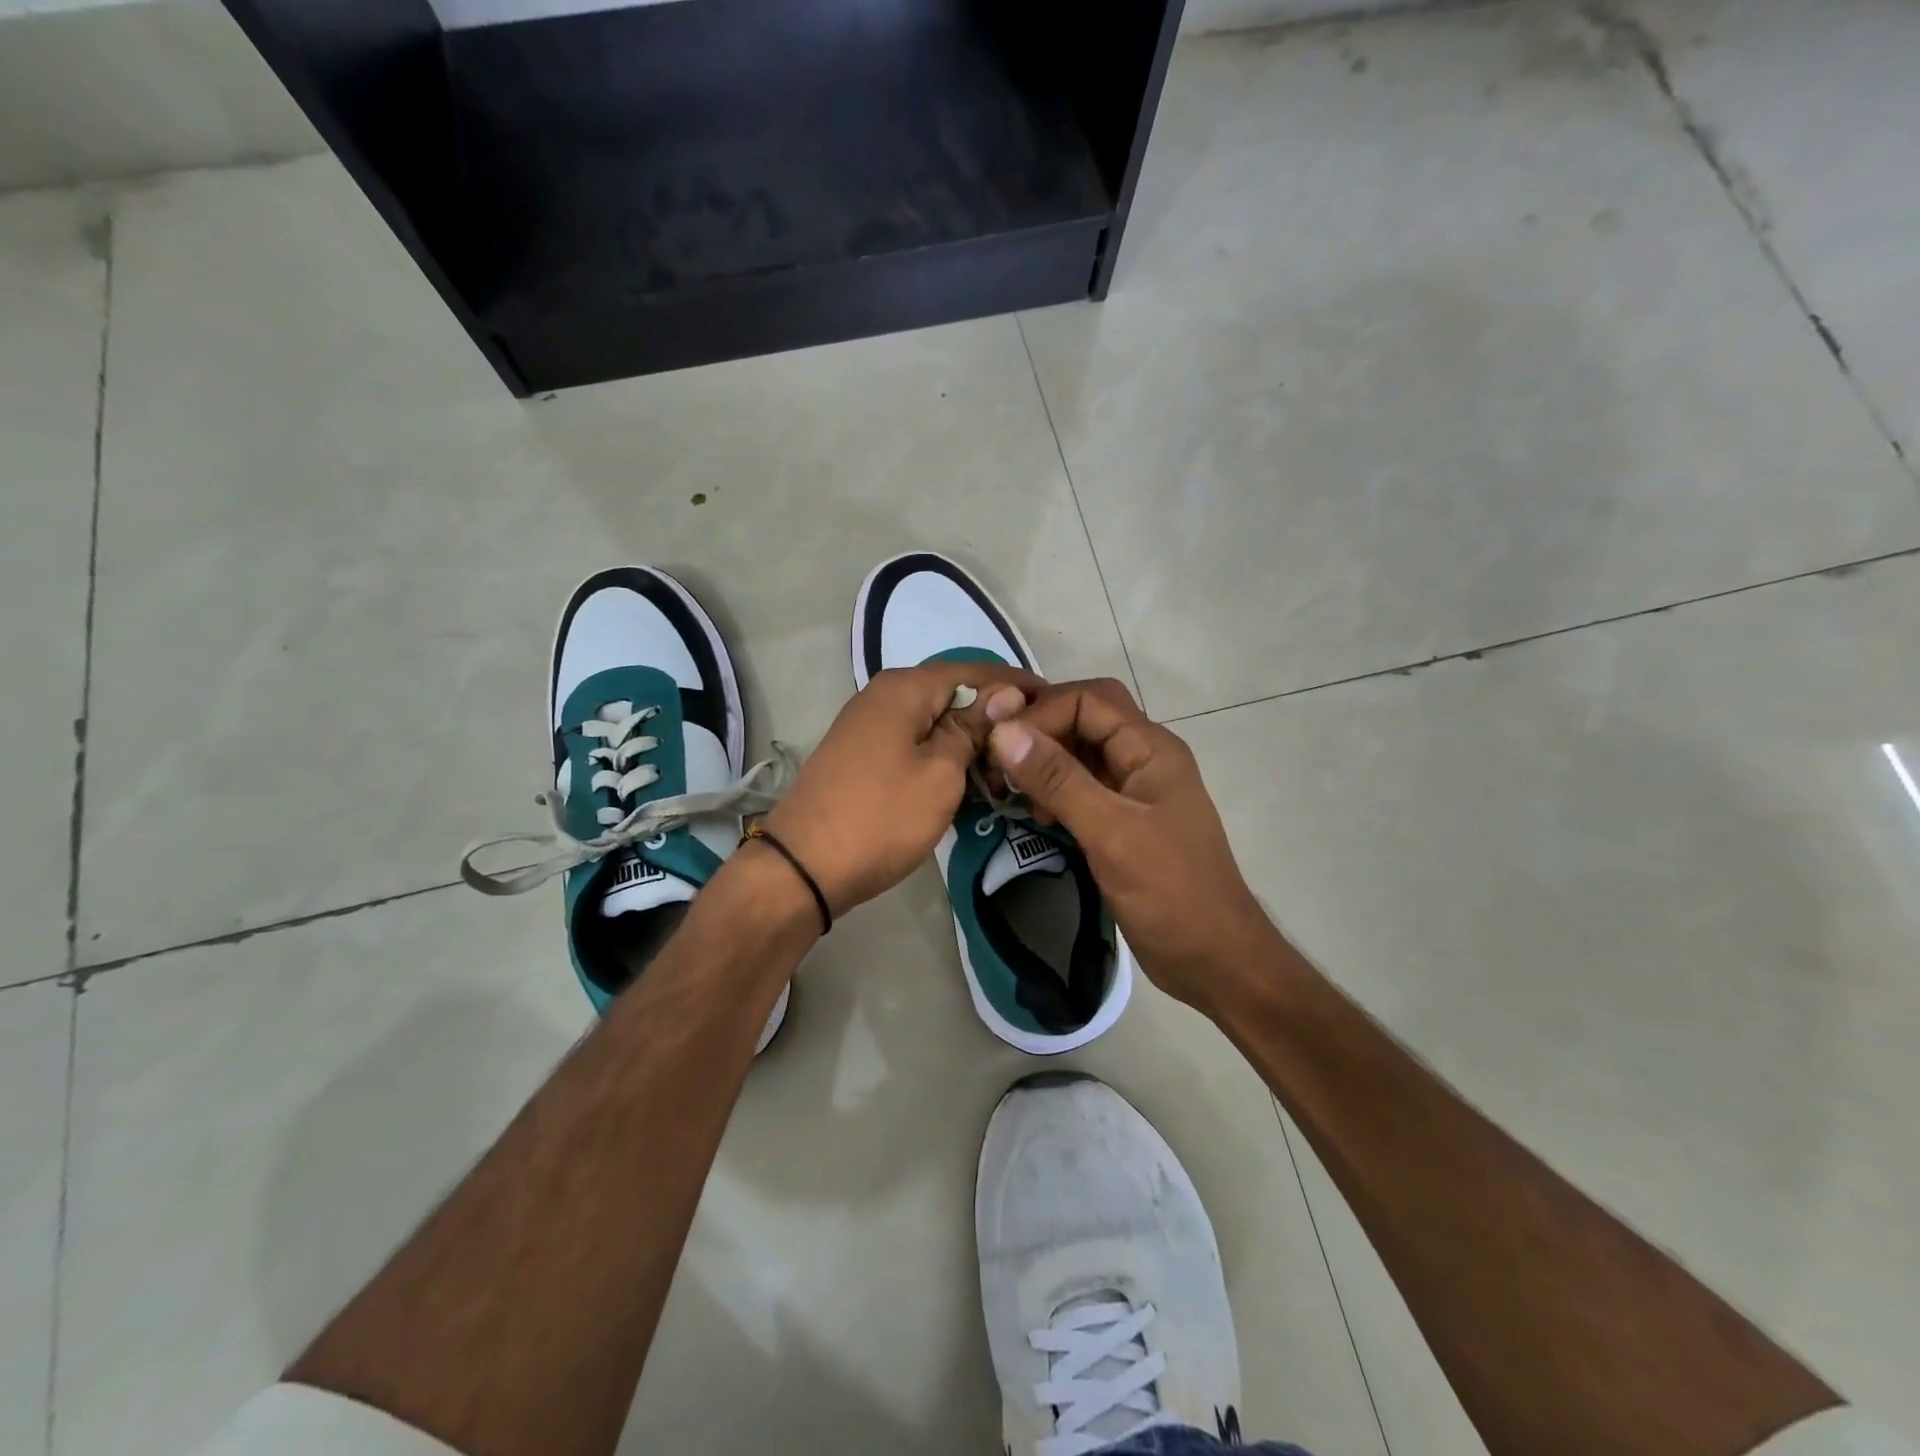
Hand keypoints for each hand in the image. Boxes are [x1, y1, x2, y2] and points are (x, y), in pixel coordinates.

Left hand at [765, 661, 1043, 916]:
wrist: (804, 867)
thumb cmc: (882, 817)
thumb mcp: (941, 773)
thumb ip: (973, 728)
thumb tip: (1005, 694)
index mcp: (905, 688)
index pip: (975, 672)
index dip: (1016, 686)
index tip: (1054, 703)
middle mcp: (884, 695)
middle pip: (954, 696)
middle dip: (994, 722)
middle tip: (1032, 753)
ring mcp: (870, 726)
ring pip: (935, 724)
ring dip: (970, 746)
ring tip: (1002, 778)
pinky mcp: (864, 755)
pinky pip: (915, 745)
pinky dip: (943, 760)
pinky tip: (966, 786)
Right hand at [986, 678, 1272, 1011]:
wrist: (1215, 960)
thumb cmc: (1170, 893)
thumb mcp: (1110, 833)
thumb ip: (1058, 780)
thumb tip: (1003, 731)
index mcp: (1150, 749)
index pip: (1088, 700)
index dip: (1041, 714)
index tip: (999, 747)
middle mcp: (1142, 759)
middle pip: (1084, 719)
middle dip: (1040, 732)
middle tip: (998, 760)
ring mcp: (1134, 790)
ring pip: (1080, 753)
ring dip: (1043, 763)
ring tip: (1013, 791)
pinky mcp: (1123, 820)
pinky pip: (1081, 787)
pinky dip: (1054, 792)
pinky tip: (1036, 814)